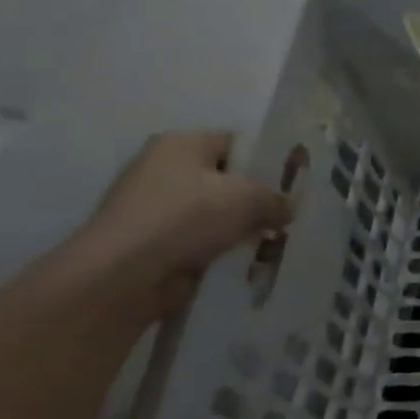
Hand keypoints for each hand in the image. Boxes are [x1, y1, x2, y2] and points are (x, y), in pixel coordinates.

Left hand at [70, 132, 290, 315]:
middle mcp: (162, 169)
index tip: (296, 183)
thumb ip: (276, 198)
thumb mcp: (249, 198)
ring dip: (241, 229)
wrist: (123, 275)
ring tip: (276, 243)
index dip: (269, 161)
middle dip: (257, 199)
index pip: (237, 143)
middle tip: (290, 215)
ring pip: (215, 214)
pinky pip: (200, 242)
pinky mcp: (152, 244)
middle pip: (226, 180)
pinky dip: (222, 251)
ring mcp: (153, 208)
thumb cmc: (187, 218)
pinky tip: (248, 263)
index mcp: (181, 144)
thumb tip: (286, 208)